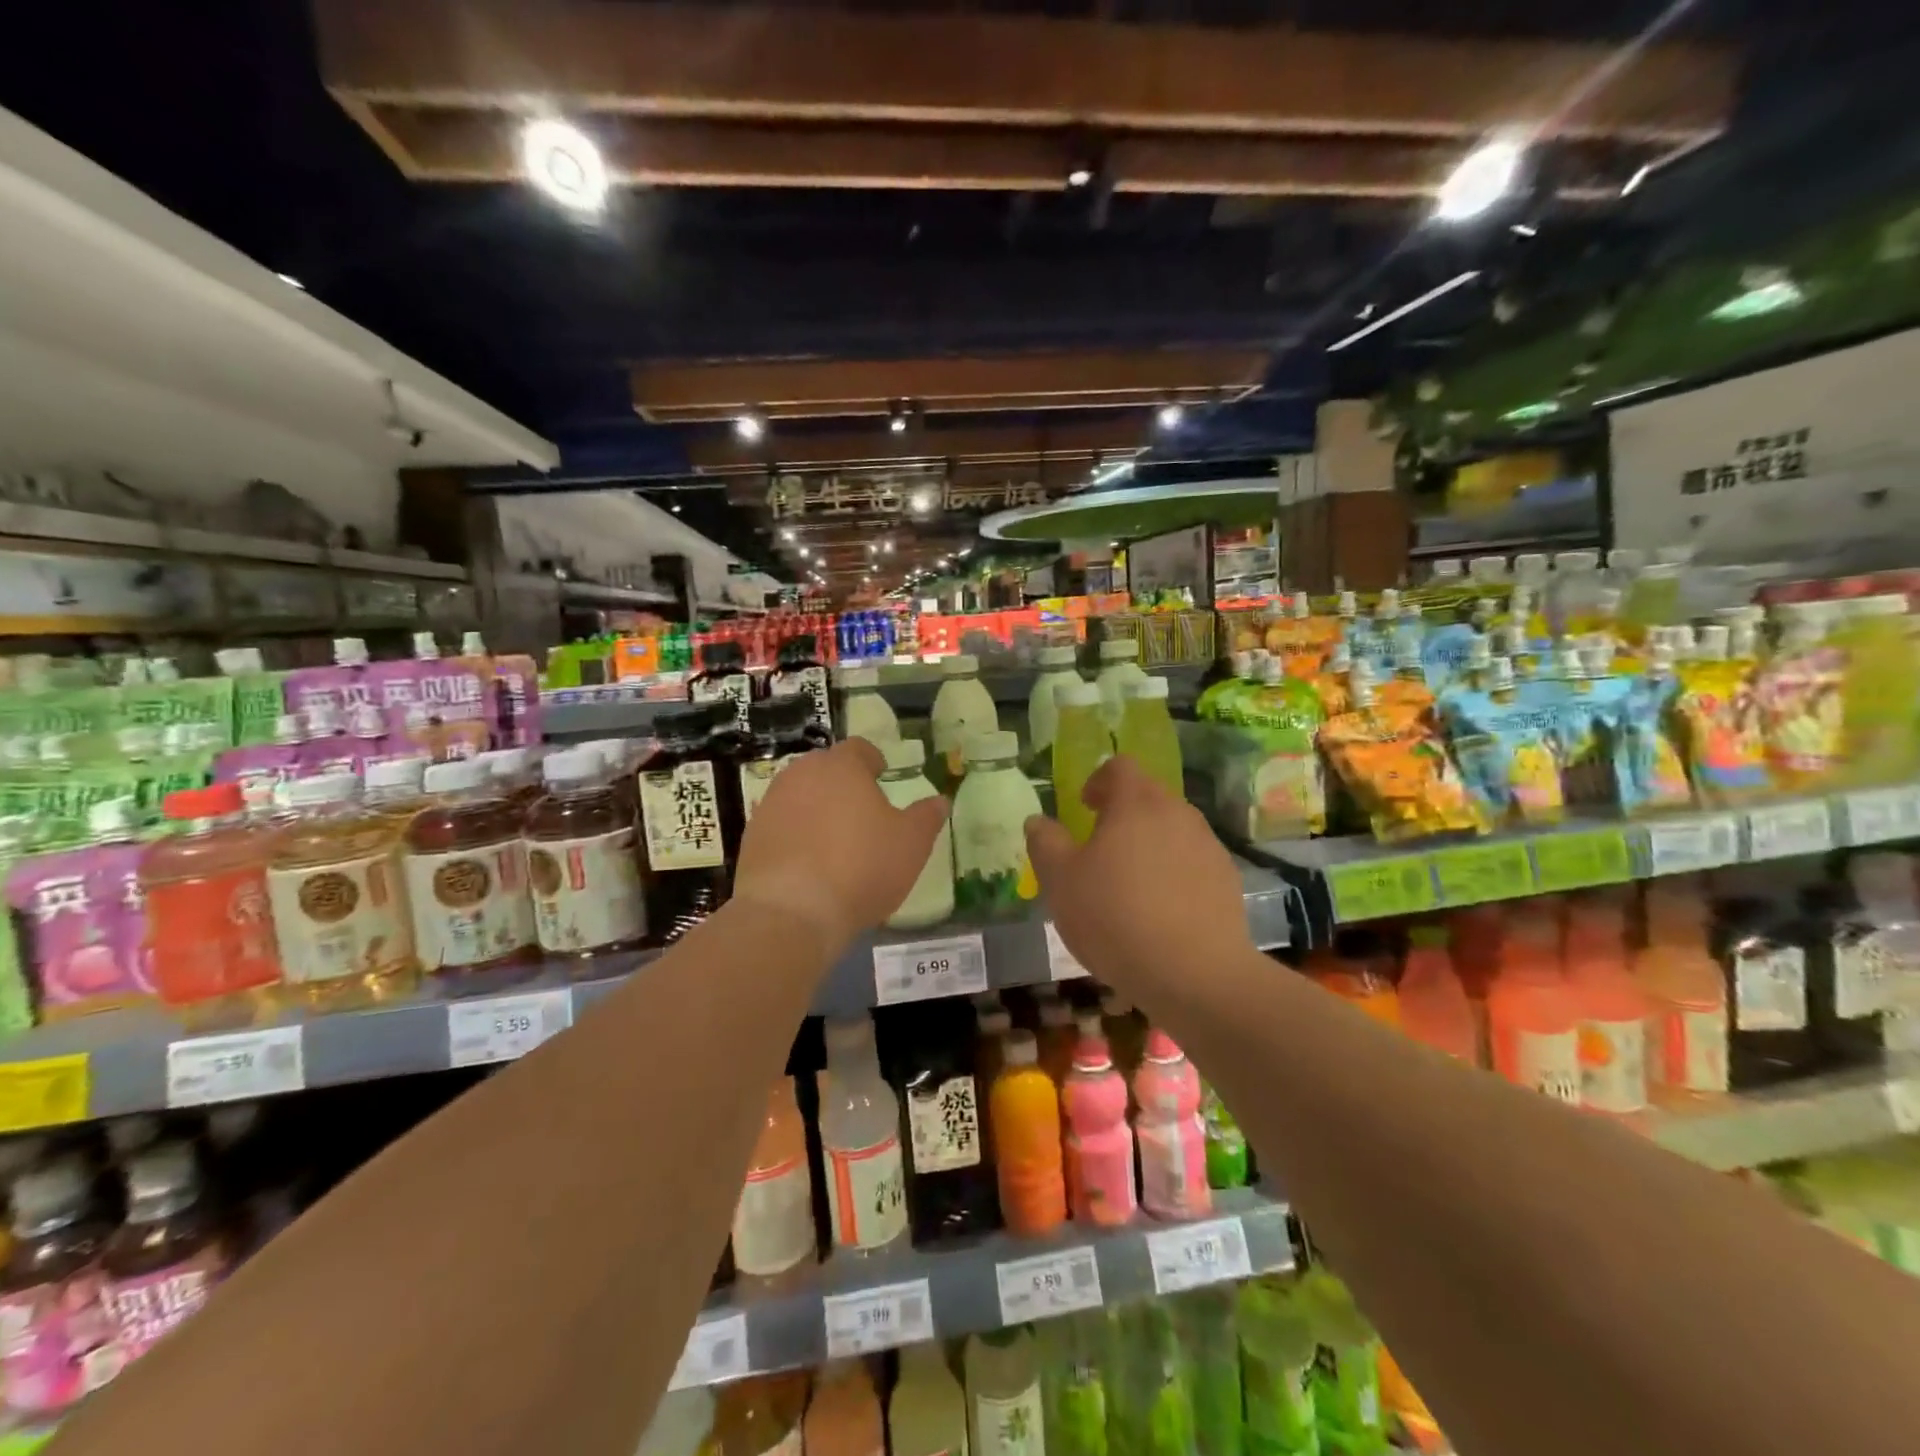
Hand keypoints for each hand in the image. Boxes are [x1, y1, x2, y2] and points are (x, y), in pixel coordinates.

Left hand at [734, 737, 948, 952]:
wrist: (792, 912)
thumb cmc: (861, 867)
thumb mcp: (911, 844)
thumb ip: (927, 817)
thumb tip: (940, 800)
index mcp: (842, 766)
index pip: (858, 749)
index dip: (873, 760)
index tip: (882, 774)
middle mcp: (801, 774)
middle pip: (825, 769)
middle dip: (843, 783)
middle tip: (861, 809)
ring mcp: (771, 804)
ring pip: (800, 795)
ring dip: (816, 808)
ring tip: (834, 838)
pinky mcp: (751, 836)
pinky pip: (781, 825)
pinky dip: (795, 835)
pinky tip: (808, 863)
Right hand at [1025, 755, 1250, 988]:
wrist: (1195, 974)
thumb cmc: (1116, 917)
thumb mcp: (1061, 882)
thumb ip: (1045, 843)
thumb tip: (1038, 821)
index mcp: (1136, 803)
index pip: (1120, 766)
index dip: (1099, 779)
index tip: (1084, 806)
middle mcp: (1178, 813)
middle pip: (1149, 795)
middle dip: (1124, 812)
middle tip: (1101, 847)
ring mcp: (1208, 846)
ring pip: (1174, 828)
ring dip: (1150, 843)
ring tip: (1131, 883)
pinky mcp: (1227, 880)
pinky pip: (1193, 861)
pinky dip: (1175, 872)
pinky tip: (1162, 910)